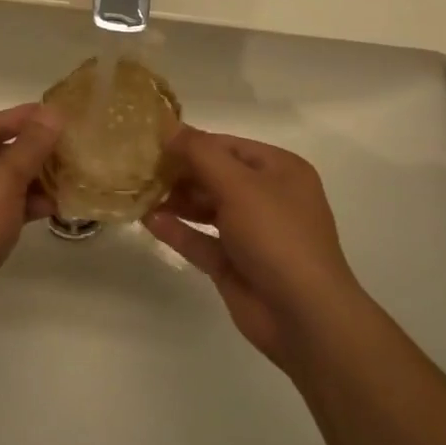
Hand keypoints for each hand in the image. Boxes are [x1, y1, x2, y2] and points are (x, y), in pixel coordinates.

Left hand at [0, 103, 60, 344]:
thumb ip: (31, 145)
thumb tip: (52, 112)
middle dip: (37, 151)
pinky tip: (54, 207)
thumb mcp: (3, 179)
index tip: (68, 116)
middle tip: (76, 149)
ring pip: (3, 180)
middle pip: (0, 149)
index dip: (32, 118)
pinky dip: (24, 204)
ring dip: (35, 179)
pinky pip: (1, 206)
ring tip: (72, 178)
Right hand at [143, 128, 363, 369]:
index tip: (153, 141)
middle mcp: (267, 197)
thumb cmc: (276, 236)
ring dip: (176, 200)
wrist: (305, 317)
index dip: (191, 142)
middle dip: (180, 172)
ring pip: (207, 208)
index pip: (228, 145)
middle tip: (141, 168)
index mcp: (280, 170)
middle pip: (215, 175)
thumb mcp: (238, 184)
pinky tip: (149, 221)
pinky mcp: (235, 265)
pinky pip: (202, 240)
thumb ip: (200, 153)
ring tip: (140, 193)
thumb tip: (168, 128)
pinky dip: (178, 230)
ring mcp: (252, 234)